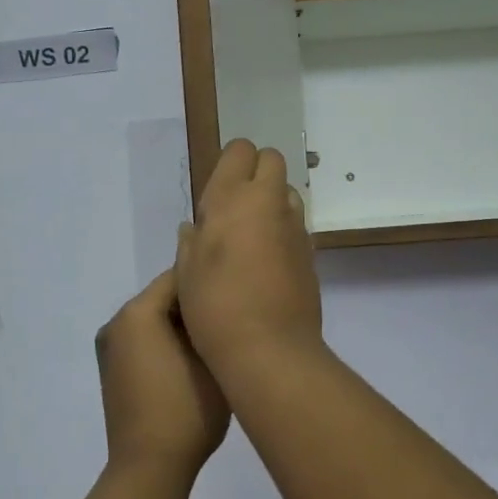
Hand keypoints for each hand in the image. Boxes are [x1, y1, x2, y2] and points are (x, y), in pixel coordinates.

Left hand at [95, 269, 229, 477]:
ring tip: (217, 336)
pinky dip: (167, 341)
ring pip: (155, 319)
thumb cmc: (185, 411)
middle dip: (195, 303)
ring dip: (182, 323)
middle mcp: (116, 323)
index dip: (209, 280)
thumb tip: (215, 302)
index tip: (238, 288)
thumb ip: (211, 320)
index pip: (178, 276)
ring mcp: (110, 348)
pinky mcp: (113, 370)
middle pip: (164, 297)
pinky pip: (145, 340)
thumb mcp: (211, 358)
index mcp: (136, 313)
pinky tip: (194, 357)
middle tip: (232, 312)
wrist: (149, 469)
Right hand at [175, 139, 323, 372]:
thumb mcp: (186, 273)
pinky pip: (296, 224)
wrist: (269, 348)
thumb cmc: (215, 307)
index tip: (218, 190)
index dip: (231, 163)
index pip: (240, 150)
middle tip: (236, 205)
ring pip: (288, 191)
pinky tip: (268, 260)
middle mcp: (268, 202)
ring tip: (252, 234)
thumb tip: (195, 227)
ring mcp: (294, 226)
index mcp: (231, 198)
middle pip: (272, 159)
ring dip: (272, 200)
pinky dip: (283, 230)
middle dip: (256, 171)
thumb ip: (191, 242)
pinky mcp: (311, 251)